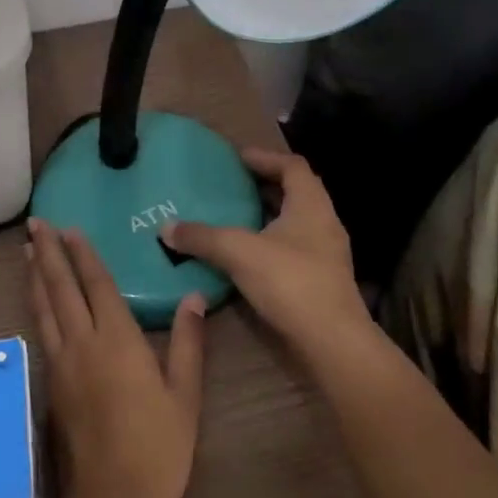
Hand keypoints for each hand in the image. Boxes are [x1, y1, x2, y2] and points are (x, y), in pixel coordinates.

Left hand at [26, 218, 205, 497]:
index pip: (96, 284)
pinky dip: (36, 306)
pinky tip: (35, 302)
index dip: (83, 254)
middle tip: (36, 223)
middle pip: (60, 288)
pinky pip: (41, 332)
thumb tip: (194, 297)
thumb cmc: (158, 447)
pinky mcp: (51, 384)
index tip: (69, 228)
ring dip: (35, 276)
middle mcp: (82, 343)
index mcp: (117, 340)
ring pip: (44, 308)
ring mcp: (61, 364)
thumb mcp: (185, 395)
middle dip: (48, 253)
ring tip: (27, 250)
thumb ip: (187, 344)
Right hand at [160, 148, 368, 358]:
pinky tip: (245, 255)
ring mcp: (326, 253)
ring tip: (233, 217)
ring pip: (294, 223)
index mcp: (311, 205)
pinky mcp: (321, 279)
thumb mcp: (238, 252)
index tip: (238, 158)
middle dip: (264, 186)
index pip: (292, 166)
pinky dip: (269, 243)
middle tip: (231, 185)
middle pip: (295, 192)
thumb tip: (166, 228)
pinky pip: (292, 248)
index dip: (265, 157)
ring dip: (267, 216)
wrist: (331, 340)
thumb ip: (202, 237)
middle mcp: (324, 223)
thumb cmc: (290, 281)